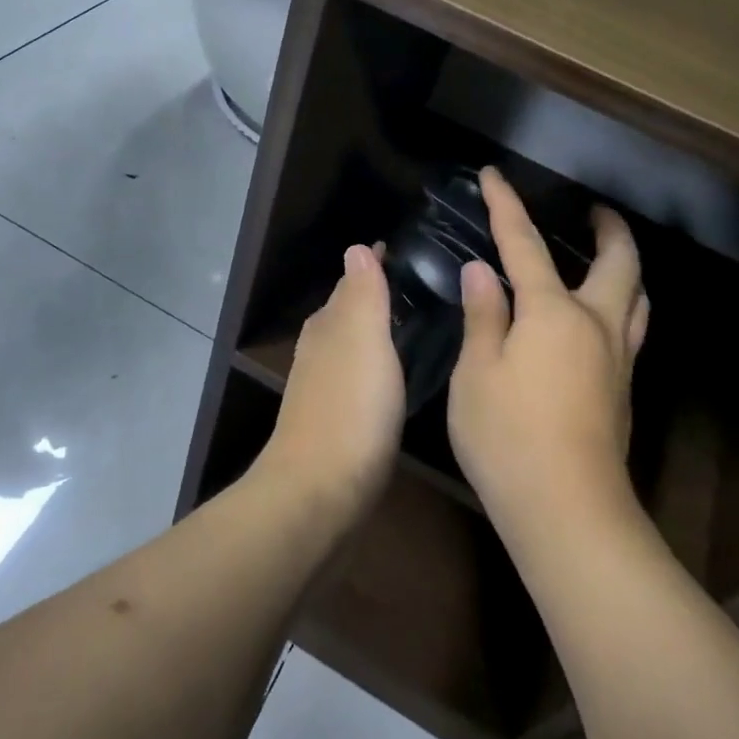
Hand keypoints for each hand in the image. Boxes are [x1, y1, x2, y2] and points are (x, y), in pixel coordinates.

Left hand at [257, 244, 405, 519]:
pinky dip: (375, 364)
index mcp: (329, 326)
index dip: (374, 265)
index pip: (351, 282)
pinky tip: (393, 375)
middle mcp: (321, 350)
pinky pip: (358, 376)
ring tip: (413, 323)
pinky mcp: (336, 420)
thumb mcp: (362, 340)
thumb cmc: (349, 408)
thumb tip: (356, 248)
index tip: (402, 250)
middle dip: (375, 294)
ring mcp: (324, 387)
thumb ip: (362, 295)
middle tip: (419, 284)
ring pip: (351, 344)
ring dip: (375, 329)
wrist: (319, 490)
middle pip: (348, 311)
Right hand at [447, 168, 649, 537]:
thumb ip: (484, 317)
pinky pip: (631, 328)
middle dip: (609, 229)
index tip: (493, 175)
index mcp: (553, 313)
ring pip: (637, 297)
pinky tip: (600, 320)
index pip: (525, 245)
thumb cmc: (508, 437)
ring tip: (606, 257)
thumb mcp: (477, 373)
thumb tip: (483, 272)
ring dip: (626, 267)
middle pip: (619, 263)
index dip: (507, 206)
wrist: (567, 509)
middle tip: (595, 210)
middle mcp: (596, 325)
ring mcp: (617, 359)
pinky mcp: (623, 390)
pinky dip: (622, 304)